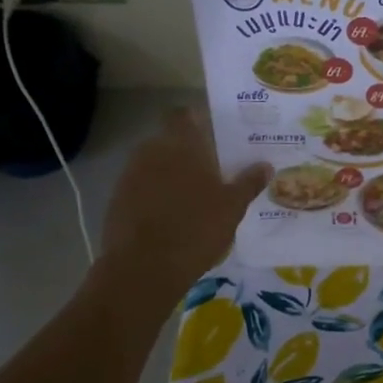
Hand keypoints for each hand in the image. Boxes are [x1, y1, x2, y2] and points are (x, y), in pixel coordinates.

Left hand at [102, 109, 269, 296]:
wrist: (143, 268)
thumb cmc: (196, 229)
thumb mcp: (232, 207)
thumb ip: (248, 183)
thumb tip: (266, 165)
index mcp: (181, 145)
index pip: (184, 115)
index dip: (197, 120)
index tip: (214, 135)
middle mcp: (151, 151)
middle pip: (169, 140)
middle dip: (187, 152)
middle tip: (211, 170)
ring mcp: (130, 175)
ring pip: (154, 165)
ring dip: (170, 175)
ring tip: (192, 197)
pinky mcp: (116, 200)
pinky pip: (141, 188)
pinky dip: (154, 196)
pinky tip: (170, 217)